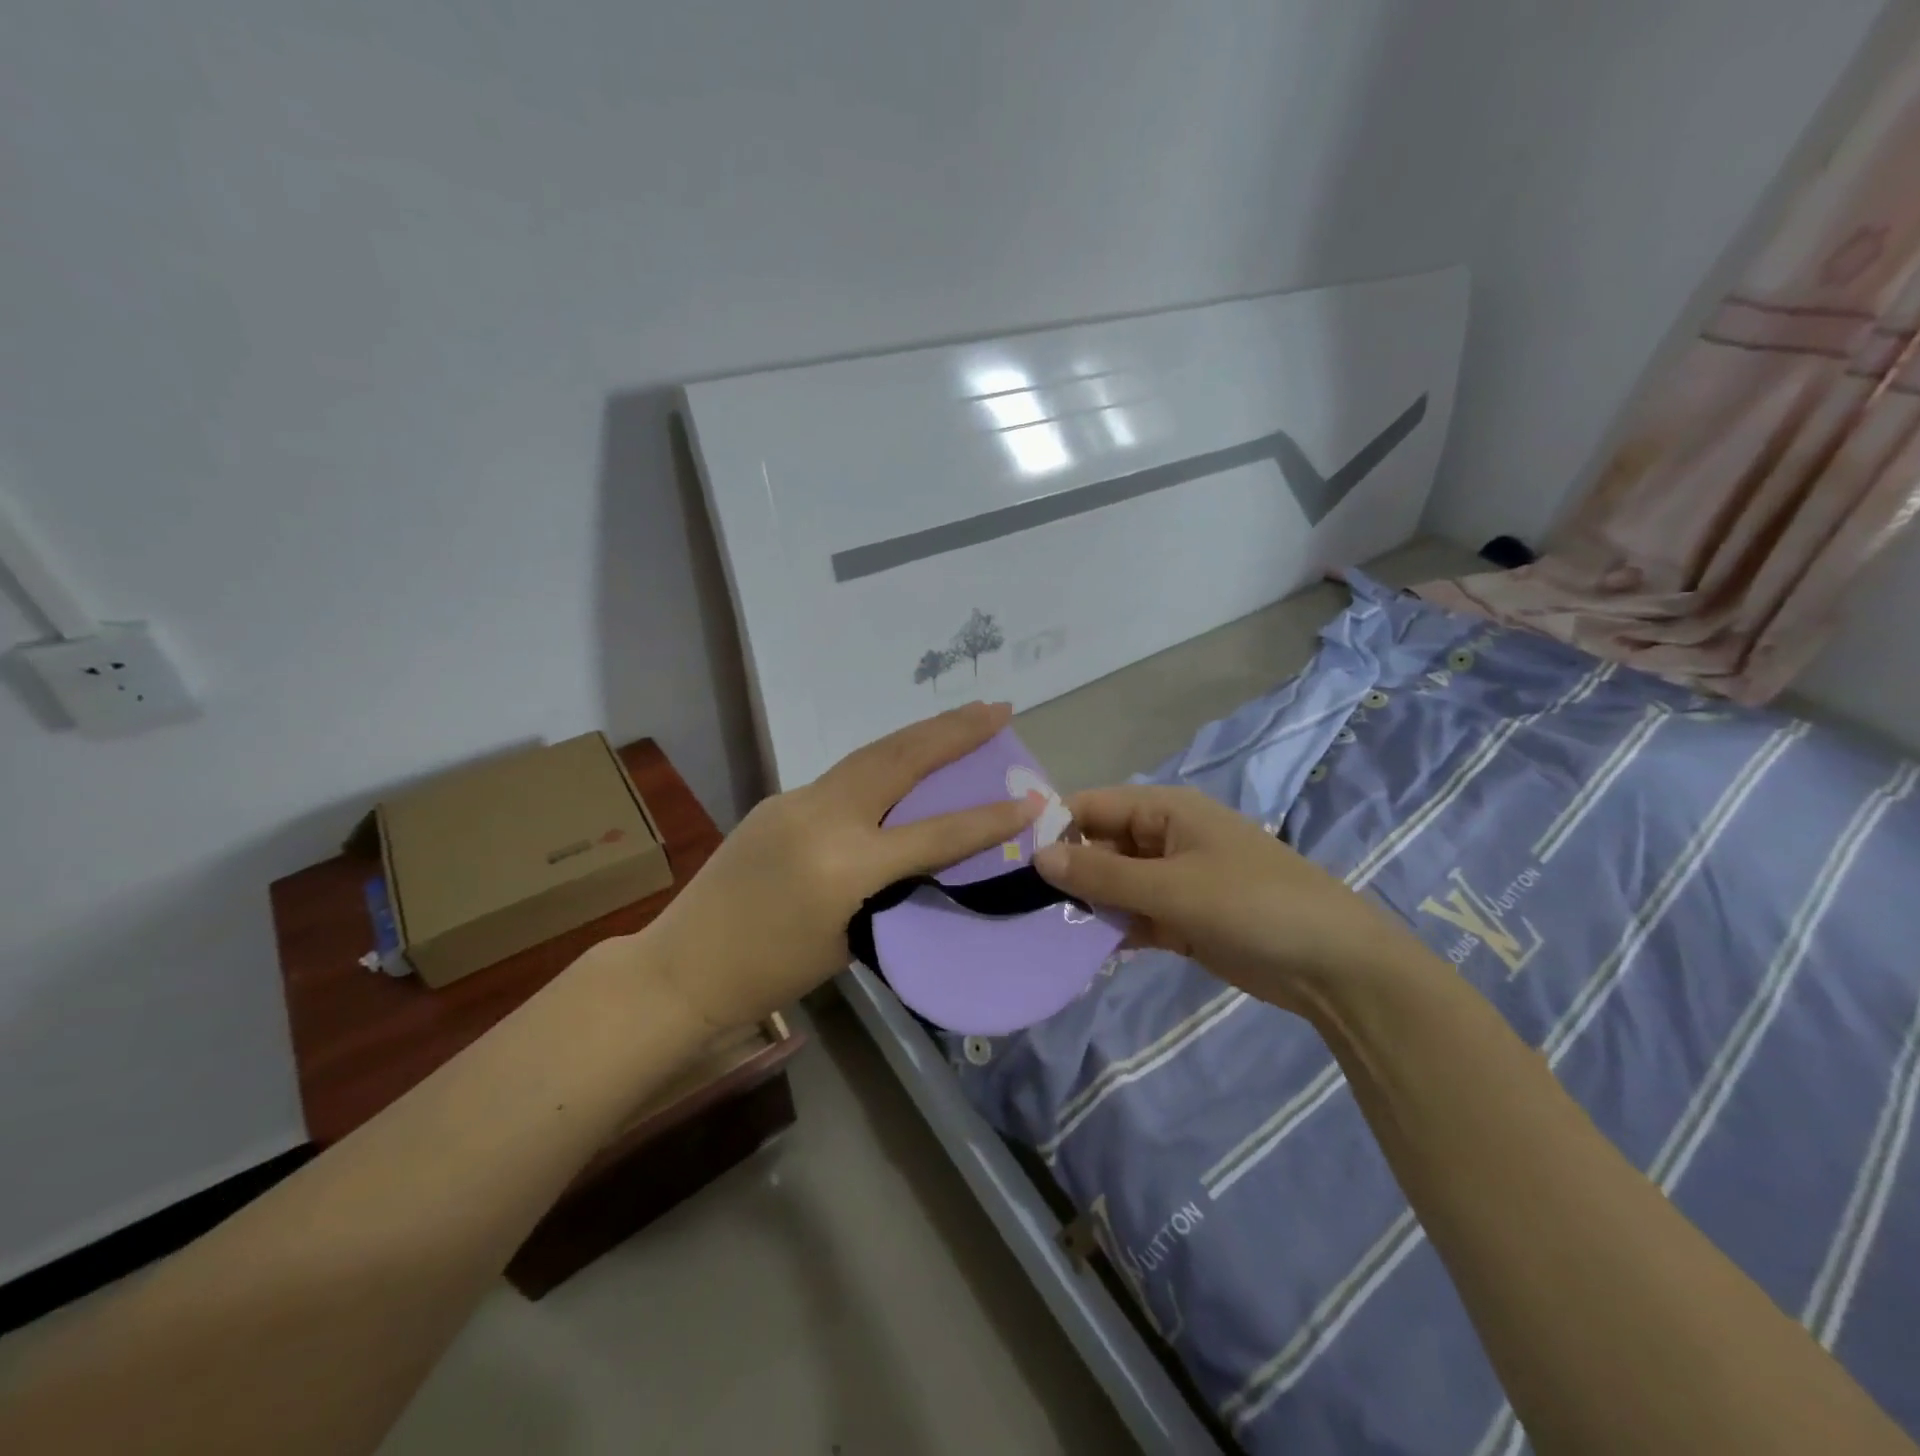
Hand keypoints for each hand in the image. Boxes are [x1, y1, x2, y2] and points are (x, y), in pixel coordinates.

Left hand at [645, 702, 1040, 1029]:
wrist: (682, 968)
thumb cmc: (769, 975)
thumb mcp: (848, 940)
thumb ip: (887, 889)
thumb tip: (914, 854)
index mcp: (845, 866)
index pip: (933, 834)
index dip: (987, 819)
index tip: (1031, 801)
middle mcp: (822, 818)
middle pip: (899, 759)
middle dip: (953, 731)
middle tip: (998, 708)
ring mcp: (795, 800)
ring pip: (870, 755)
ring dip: (920, 734)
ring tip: (963, 718)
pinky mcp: (778, 799)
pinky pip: (843, 776)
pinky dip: (882, 763)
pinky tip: (902, 763)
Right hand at [1033, 785, 1431, 1013]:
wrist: (1333, 966)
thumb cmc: (1251, 905)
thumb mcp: (1171, 887)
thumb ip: (1102, 874)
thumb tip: (1038, 856)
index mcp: (1166, 810)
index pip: (1093, 805)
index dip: (1054, 825)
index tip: (1011, 857)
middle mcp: (1166, 838)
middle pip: (1101, 845)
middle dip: (1067, 870)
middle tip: (1019, 902)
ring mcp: (1176, 880)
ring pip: (1115, 884)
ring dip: (1087, 904)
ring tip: (1039, 929)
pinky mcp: (1184, 919)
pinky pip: (1135, 915)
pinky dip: (1113, 929)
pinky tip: (1081, 951)